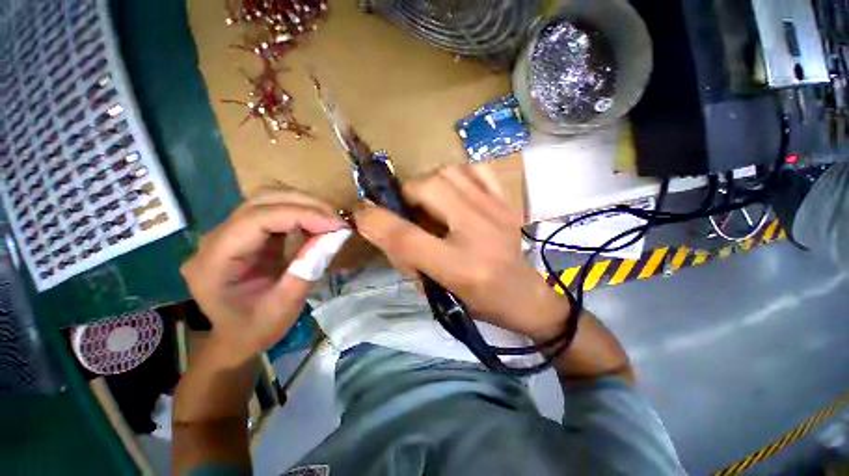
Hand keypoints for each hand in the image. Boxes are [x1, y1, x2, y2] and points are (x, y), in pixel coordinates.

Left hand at [181, 187, 346, 366]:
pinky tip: (317, 225)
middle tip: (337, 222)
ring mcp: (230, 232)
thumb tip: (335, 236)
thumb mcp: (284, 306)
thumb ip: (307, 268)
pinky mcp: (247, 233)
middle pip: (262, 200)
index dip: (301, 215)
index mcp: (215, 261)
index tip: (336, 225)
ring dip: (305, 205)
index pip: (257, 218)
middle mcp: (216, 238)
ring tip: (330, 222)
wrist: (236, 337)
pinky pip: (275, 211)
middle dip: (306, 205)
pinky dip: (301, 213)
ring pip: (268, 199)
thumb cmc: (255, 329)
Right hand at [353, 165, 569, 339]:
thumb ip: (406, 257)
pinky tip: (457, 192)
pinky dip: (459, 175)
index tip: (361, 213)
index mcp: (459, 266)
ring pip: (448, 172)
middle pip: (428, 187)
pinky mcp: (507, 201)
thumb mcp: (435, 290)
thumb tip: (380, 225)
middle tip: (410, 211)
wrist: (524, 295)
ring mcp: (496, 211)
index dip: (375, 221)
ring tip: (433, 203)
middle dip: (407, 195)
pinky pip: (476, 169)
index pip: (406, 237)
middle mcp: (478, 232)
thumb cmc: (477, 301)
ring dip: (430, 184)